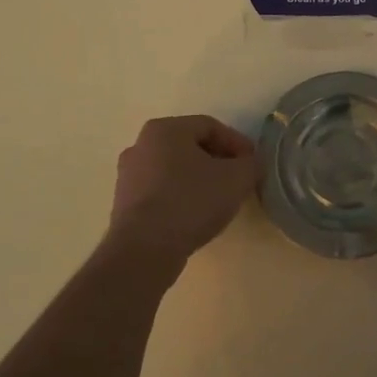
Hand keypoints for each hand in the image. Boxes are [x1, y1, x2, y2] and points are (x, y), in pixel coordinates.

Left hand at [107, 115, 258, 269]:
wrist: (145, 249)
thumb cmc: (191, 201)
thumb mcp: (237, 179)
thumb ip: (251, 164)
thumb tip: (250, 164)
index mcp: (165, 129)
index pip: (210, 126)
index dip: (237, 143)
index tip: (253, 163)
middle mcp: (141, 145)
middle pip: (190, 146)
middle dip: (218, 161)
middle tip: (238, 179)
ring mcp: (128, 176)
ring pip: (174, 170)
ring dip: (199, 180)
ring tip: (219, 200)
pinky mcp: (124, 205)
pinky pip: (161, 192)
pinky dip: (181, 197)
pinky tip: (196, 216)